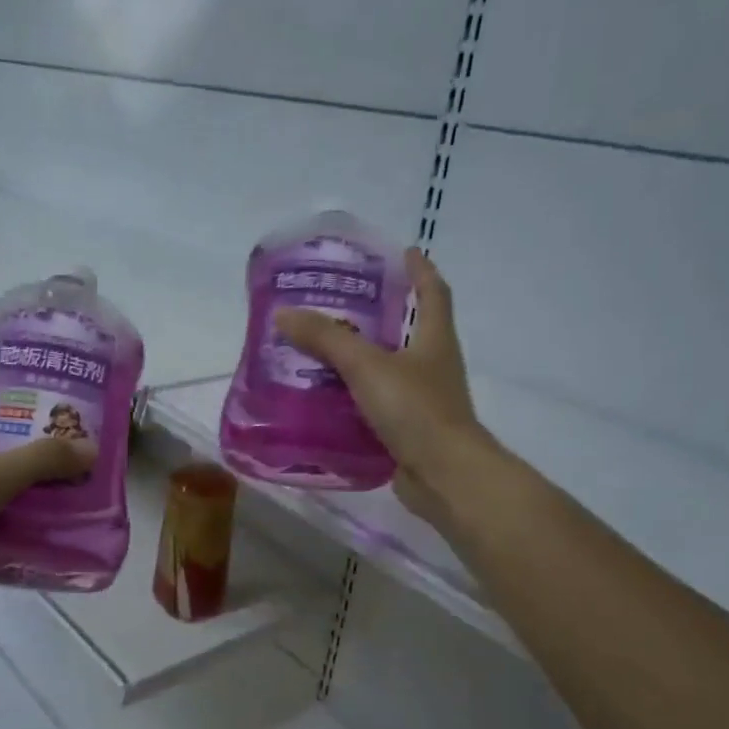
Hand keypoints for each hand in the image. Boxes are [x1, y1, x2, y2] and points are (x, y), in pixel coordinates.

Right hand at [274, 250, 498, 522]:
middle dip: (382, 315)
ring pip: (390, 369)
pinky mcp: (409, 430)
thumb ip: (326, 339)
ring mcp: (423, 400)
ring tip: (323, 350)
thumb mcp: (367, 366)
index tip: (403, 252)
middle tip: (341, 304)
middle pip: (410, 329)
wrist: (444, 475)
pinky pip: (379, 404)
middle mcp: (433, 365)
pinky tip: (327, 399)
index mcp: (434, 339)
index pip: (432, 293)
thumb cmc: (415, 409)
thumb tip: (284, 314)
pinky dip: (356, 397)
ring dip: (363, 359)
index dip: (420, 270)